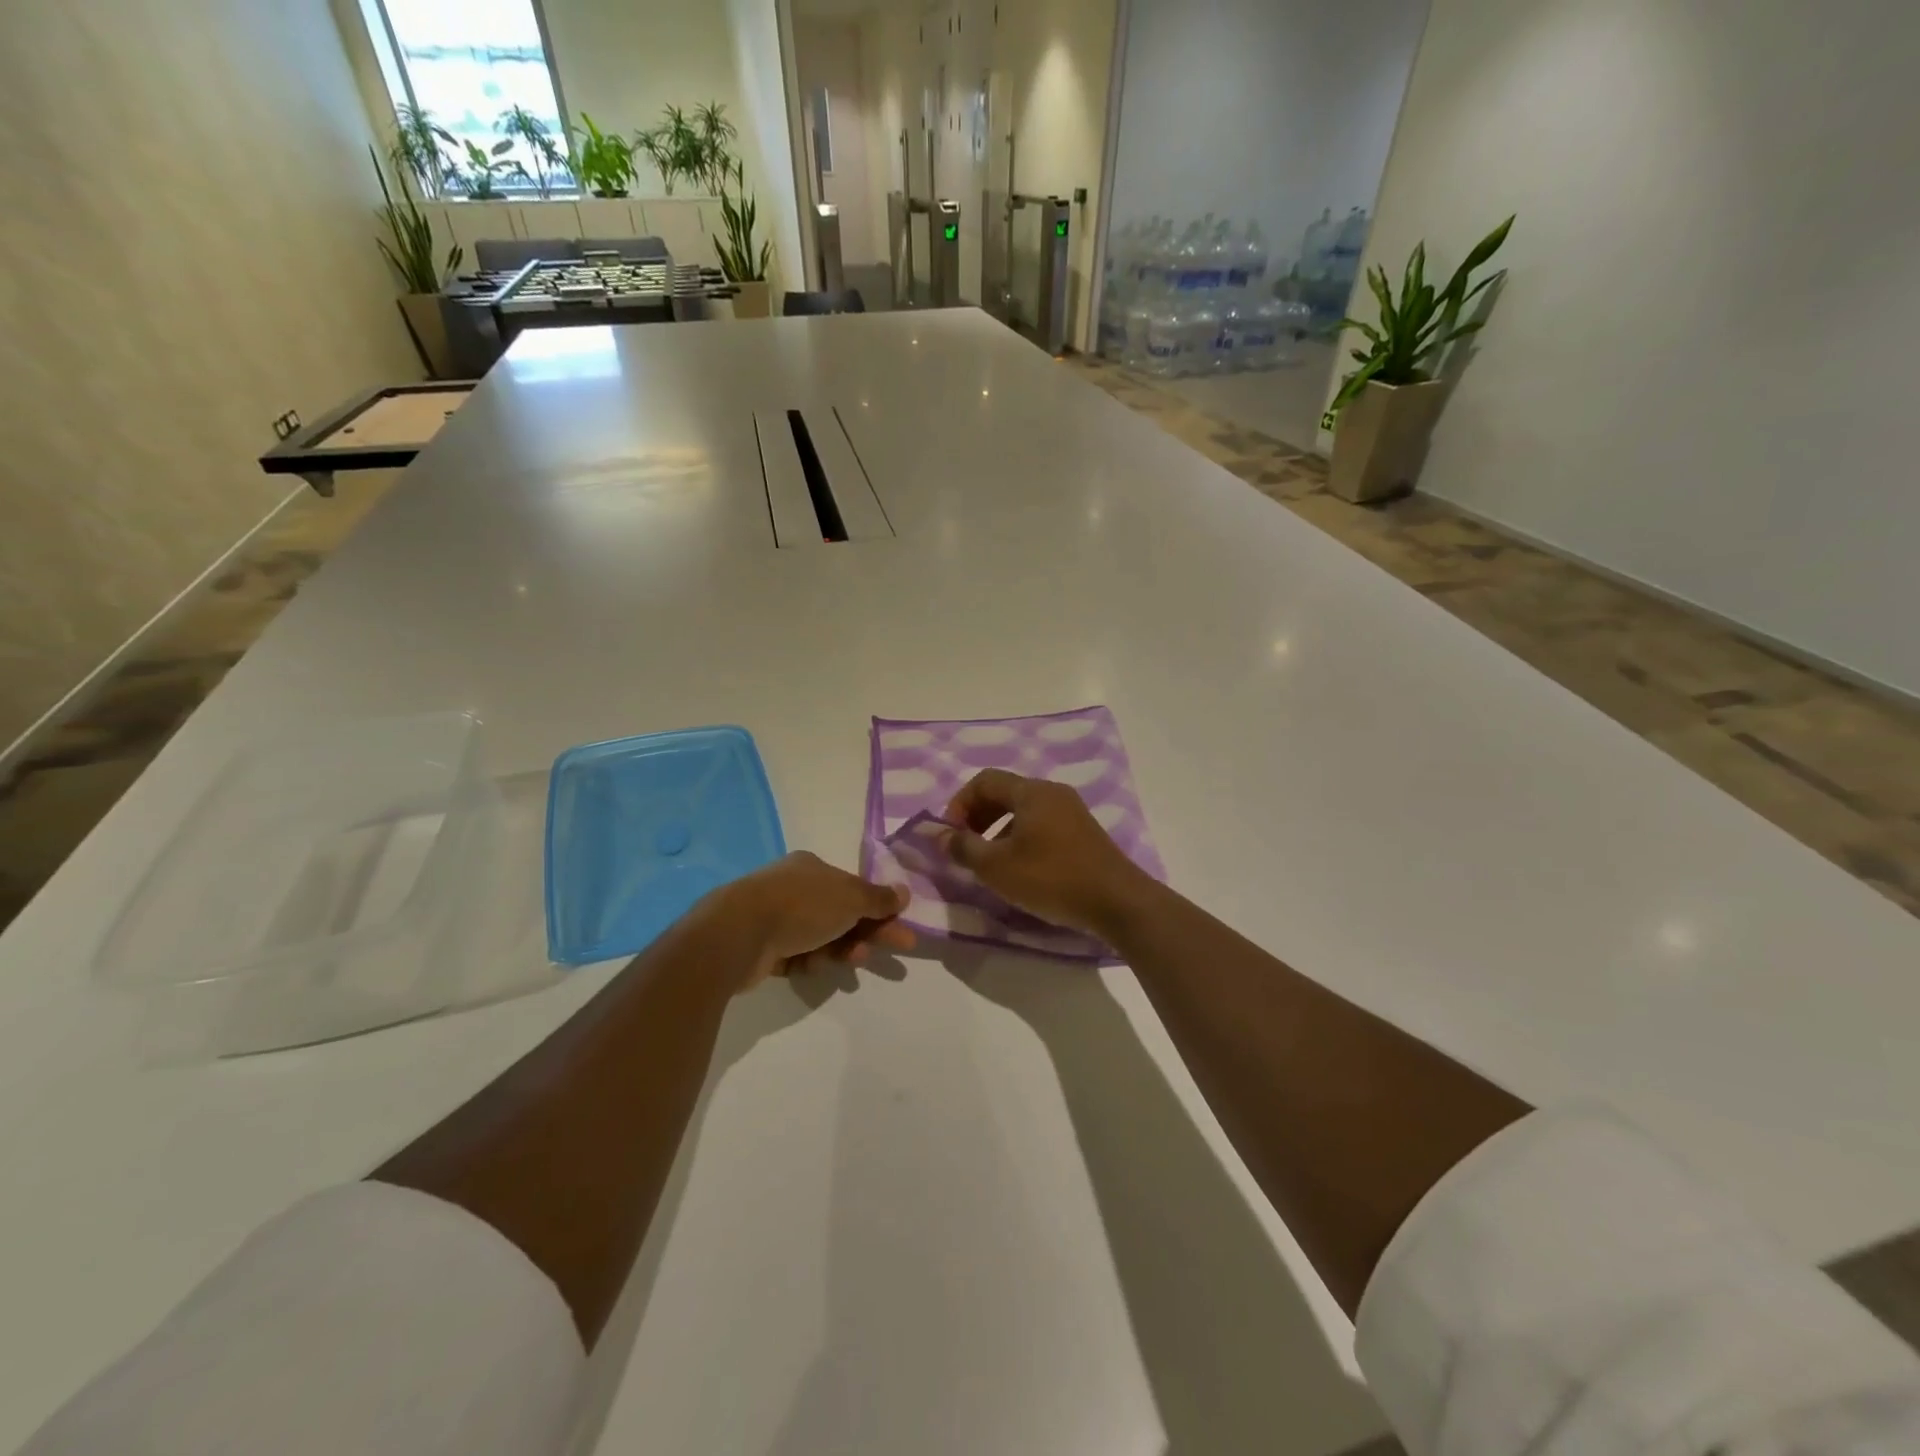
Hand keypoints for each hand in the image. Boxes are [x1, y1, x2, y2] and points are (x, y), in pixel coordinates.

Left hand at [715, 852, 913, 989]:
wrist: (738, 933)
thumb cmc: (801, 906)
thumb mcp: (850, 898)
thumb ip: (878, 899)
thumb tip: (904, 892)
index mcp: (812, 868)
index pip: (854, 888)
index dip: (882, 908)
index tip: (903, 930)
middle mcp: (793, 888)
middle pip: (841, 913)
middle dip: (868, 933)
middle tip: (897, 950)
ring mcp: (775, 917)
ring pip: (820, 937)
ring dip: (840, 950)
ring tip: (850, 962)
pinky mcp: (762, 947)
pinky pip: (797, 956)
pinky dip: (810, 962)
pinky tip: (812, 967)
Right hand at [942, 769, 1154, 939]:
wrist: (1117, 901)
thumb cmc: (1052, 878)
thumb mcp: (998, 867)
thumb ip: (963, 847)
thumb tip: (937, 834)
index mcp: (1031, 792)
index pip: (985, 780)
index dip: (960, 803)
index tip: (950, 834)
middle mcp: (1053, 793)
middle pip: (1005, 793)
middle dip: (978, 816)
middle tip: (965, 846)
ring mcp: (1072, 812)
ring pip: (1024, 811)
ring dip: (998, 830)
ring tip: (990, 862)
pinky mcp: (1083, 833)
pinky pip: (1042, 824)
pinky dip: (1021, 838)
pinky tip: (1020, 869)